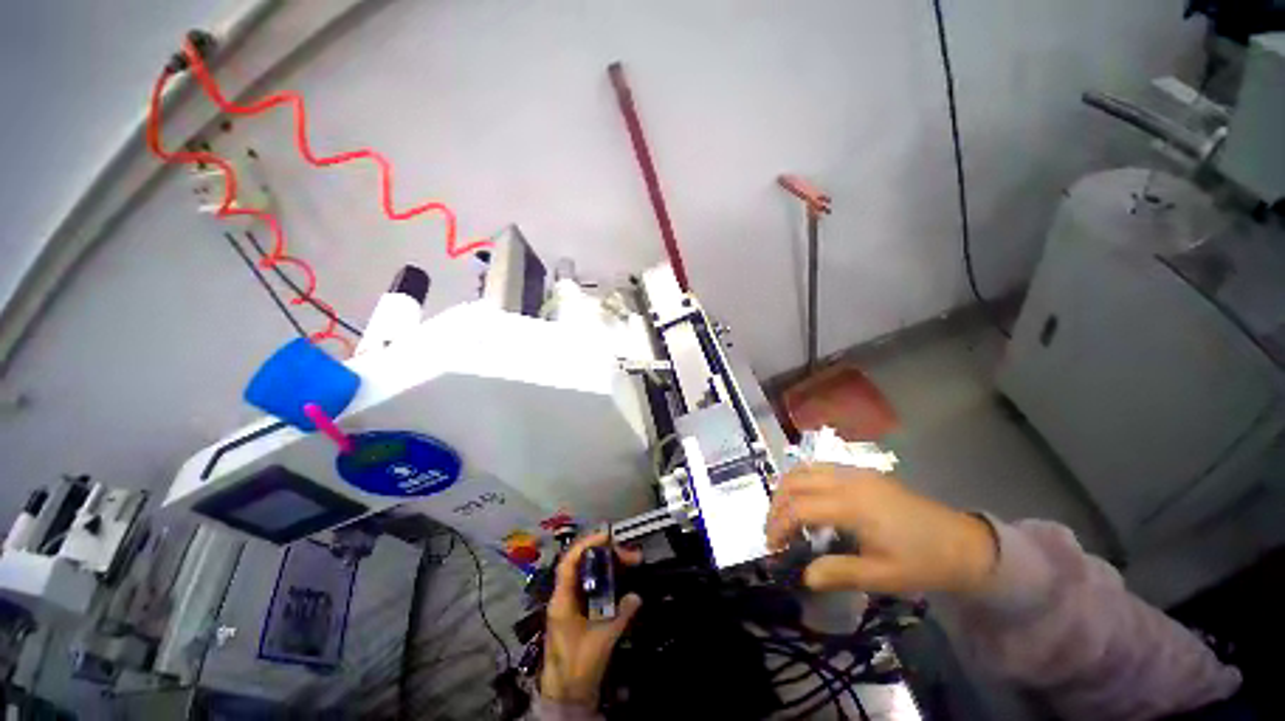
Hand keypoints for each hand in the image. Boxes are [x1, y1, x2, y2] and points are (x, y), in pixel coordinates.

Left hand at [541, 532, 642, 705]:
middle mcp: (564, 596)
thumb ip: (620, 615)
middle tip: (629, 554)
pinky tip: (621, 578)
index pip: (569, 562)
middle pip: (582, 564)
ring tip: (629, 560)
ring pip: (588, 574)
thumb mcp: (601, 640)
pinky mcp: (578, 612)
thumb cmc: (578, 665)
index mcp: (562, 600)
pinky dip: (606, 579)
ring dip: (607, 565)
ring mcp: (570, 604)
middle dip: (605, 554)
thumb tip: (636, 596)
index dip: (586, 544)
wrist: (566, 695)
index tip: (606, 536)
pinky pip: (592, 587)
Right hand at [765, 465, 997, 594]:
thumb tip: (803, 576)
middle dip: (777, 505)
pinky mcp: (861, 471)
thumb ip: (839, 573)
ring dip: (786, 488)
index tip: (772, 547)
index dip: (779, 525)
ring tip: (785, 514)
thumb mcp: (883, 576)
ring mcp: (854, 471)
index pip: (799, 507)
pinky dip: (802, 480)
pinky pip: (819, 467)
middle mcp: (848, 480)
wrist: (963, 542)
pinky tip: (807, 500)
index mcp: (853, 505)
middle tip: (774, 531)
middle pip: (795, 482)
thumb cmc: (923, 562)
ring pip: (804, 469)